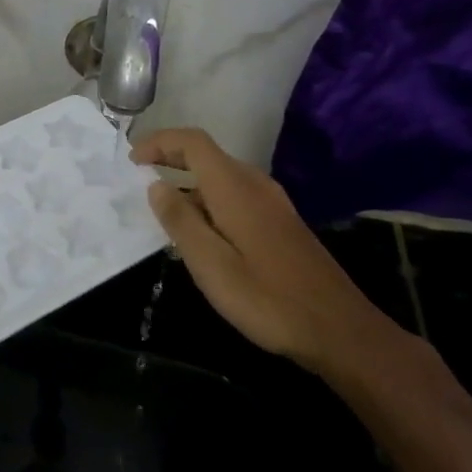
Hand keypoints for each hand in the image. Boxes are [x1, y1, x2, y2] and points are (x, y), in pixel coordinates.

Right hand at [131, 128, 385, 376]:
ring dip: (190, 185)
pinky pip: (236, 196)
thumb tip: (156, 185)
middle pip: (207, 155)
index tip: (132, 161)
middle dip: (170, 160)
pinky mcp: (282, 223)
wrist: (339, 330)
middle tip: (140, 183)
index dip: (159, 142)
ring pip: (222, 178)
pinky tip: (204, 237)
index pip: (192, 142)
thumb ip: (180, 221)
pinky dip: (210, 201)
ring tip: (165, 215)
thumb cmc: (267, 298)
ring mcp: (273, 202)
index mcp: (234, 187)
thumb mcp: (211, 265)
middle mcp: (255, 184)